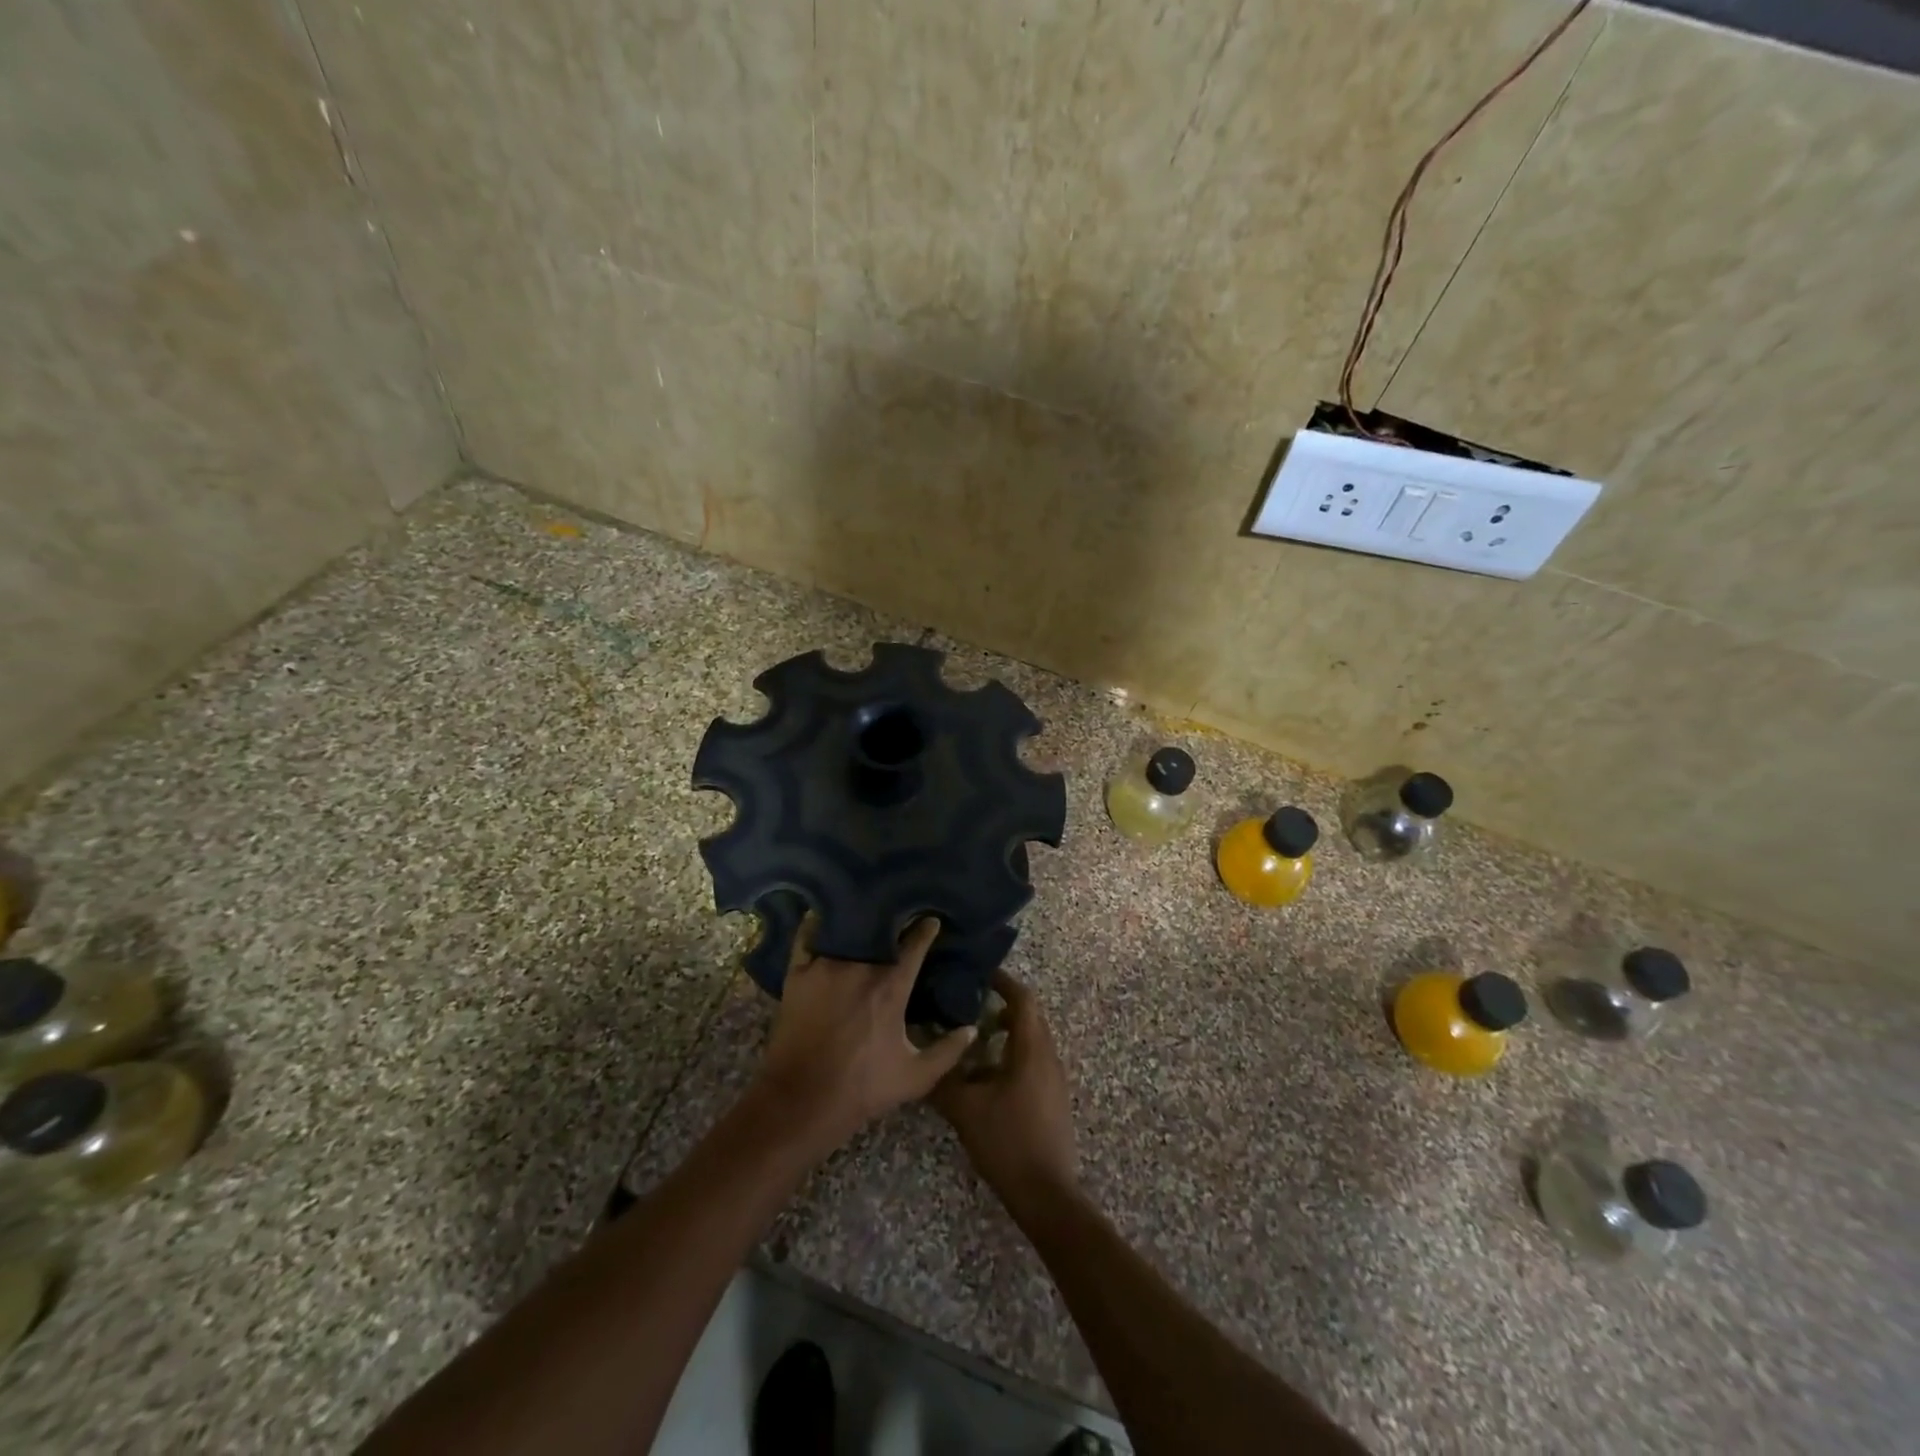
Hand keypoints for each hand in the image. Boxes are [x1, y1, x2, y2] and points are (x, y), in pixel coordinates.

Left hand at [752, 916, 976, 1156]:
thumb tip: (972, 1028)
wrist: (801, 1101)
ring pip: (846, 933)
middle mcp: (859, 967)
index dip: (926, 930)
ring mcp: (824, 967)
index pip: (914, 945)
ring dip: (857, 927)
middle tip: (897, 921)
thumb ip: (948, 1051)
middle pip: (880, 934)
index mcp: (891, 987)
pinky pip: (806, 939)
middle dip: (891, 926)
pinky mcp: (797, 974)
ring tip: (864, 919)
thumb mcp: (915, 1077)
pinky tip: (822, 921)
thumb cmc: (862, 1088)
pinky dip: (816, 928)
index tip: (931, 920)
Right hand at [930, 970, 1078, 1219]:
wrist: (1046, 1194)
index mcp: (1032, 1049)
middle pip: (1029, 1017)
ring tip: (973, 1038)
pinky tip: (987, 1075)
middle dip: (1002, 1006)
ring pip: (1032, 1040)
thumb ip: (943, 1079)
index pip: (1023, 999)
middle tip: (969, 1003)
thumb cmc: (1007, 1142)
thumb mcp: (966, 1109)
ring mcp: (1054, 1079)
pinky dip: (1012, 1054)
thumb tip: (924, 1058)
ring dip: (1006, 1032)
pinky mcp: (1053, 1098)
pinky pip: (1033, 1061)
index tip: (980, 974)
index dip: (1003, 982)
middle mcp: (1048, 1056)